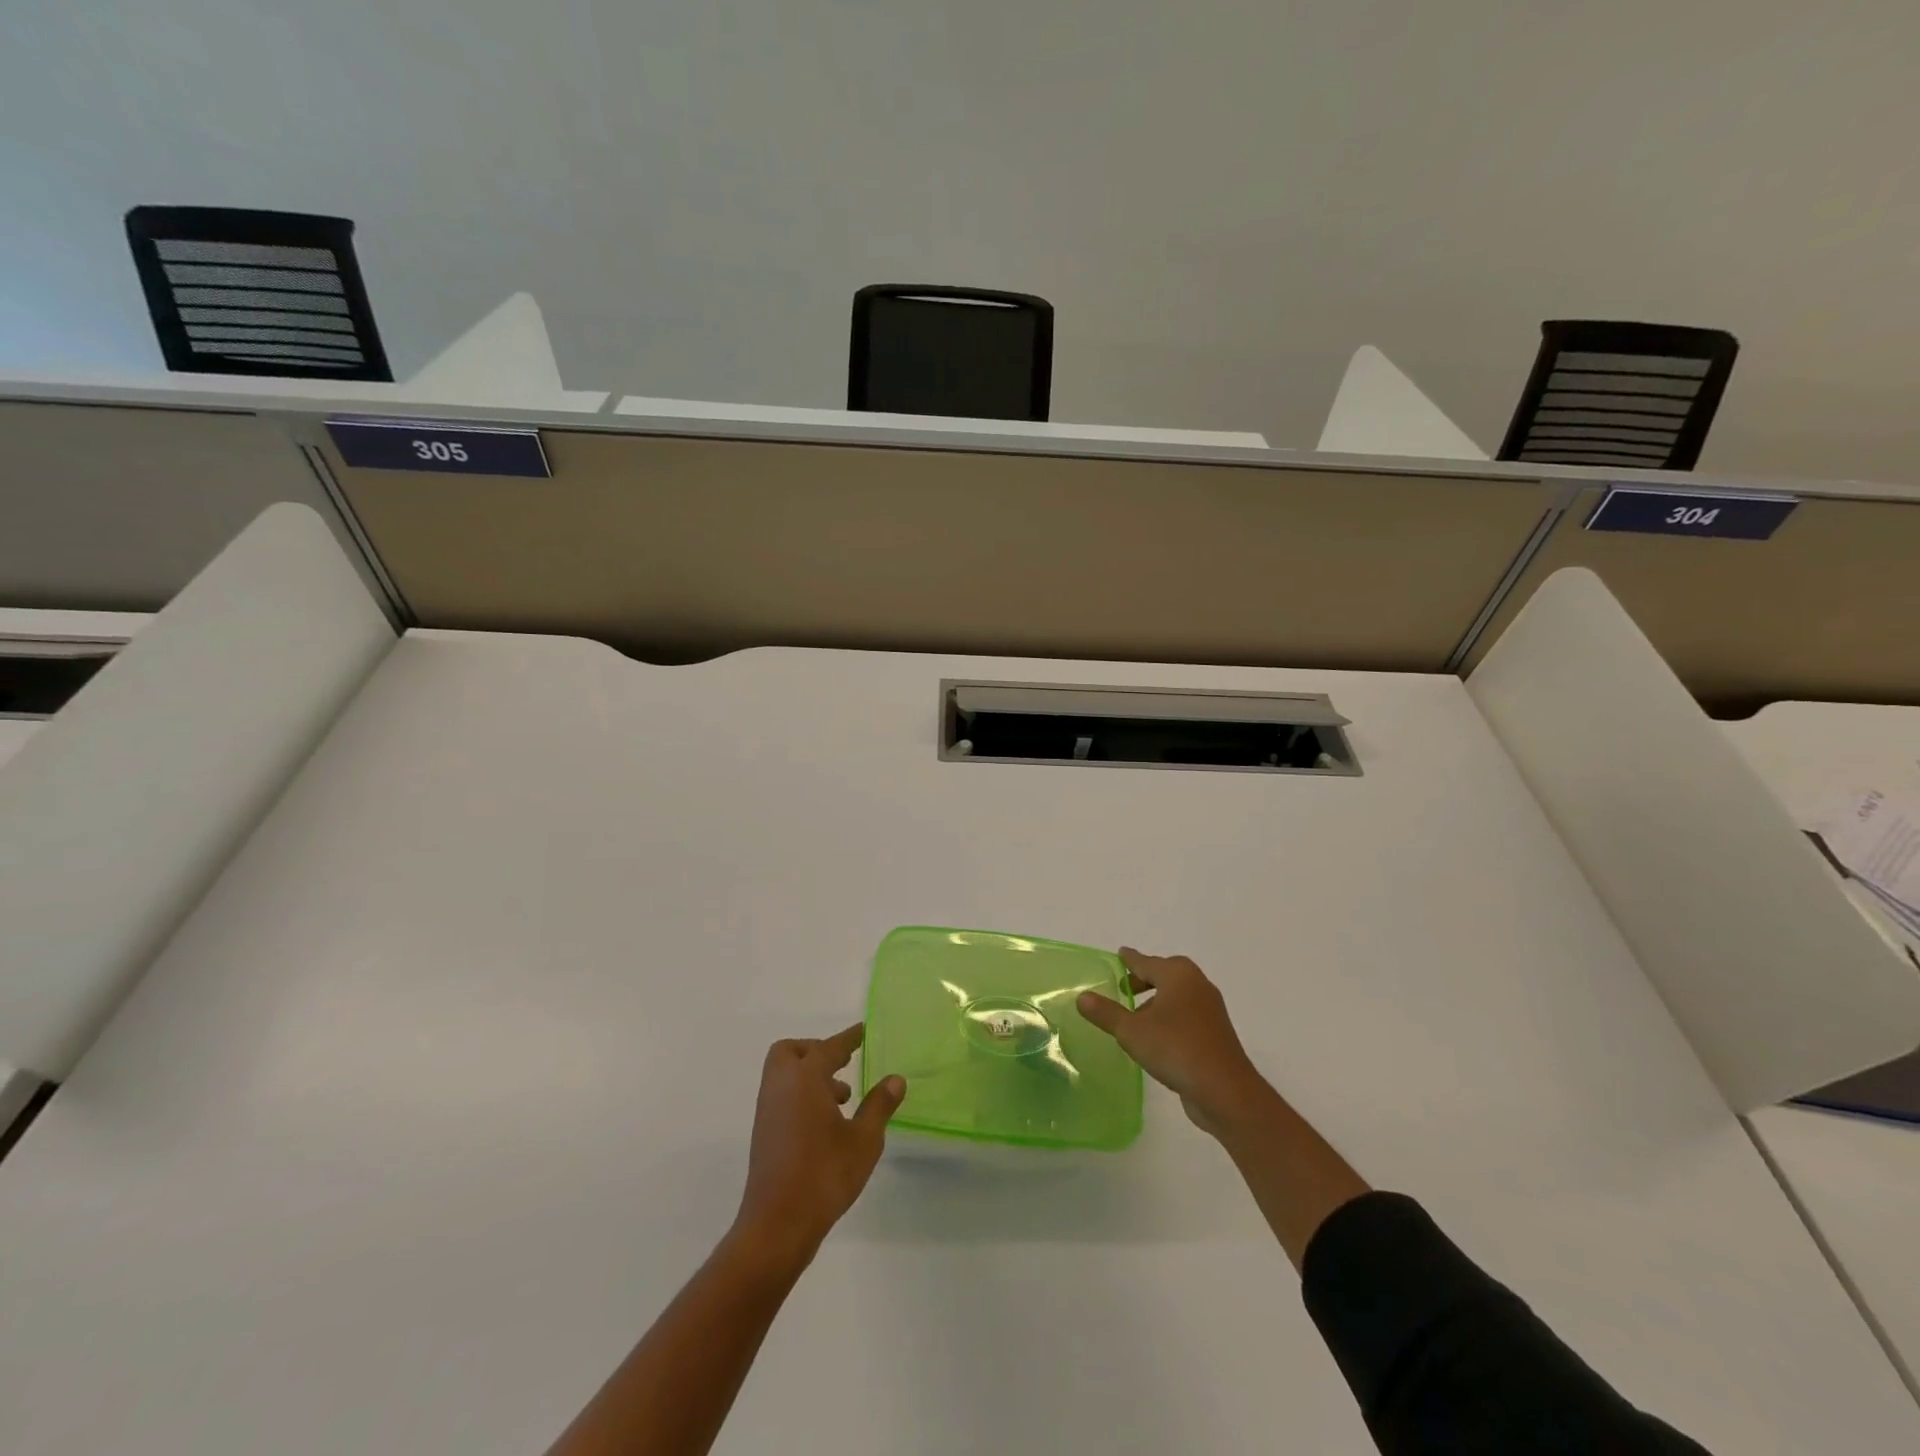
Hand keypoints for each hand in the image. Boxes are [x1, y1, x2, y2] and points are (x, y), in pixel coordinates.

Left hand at [732, 1024, 905, 1265]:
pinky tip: (825, 1122)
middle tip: (843, 1064)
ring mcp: (768, 1110)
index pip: (829, 1047)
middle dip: (816, 1051)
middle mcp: (781, 1086)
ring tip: (843, 1098)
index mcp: (805, 1078)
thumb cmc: (824, 1174)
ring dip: (810, 1075)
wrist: (777, 1225)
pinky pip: (782, 1095)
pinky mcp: (764, 1133)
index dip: (849, 1038)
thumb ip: (879, 1105)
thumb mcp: (864, 1140)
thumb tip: (895, 1080)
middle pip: (791, 1051)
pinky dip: (801, 1094)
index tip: (863, 1030)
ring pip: (784, 1074)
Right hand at [1078, 948, 1272, 1139]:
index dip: (1130, 960)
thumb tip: (1082, 997)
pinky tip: (1156, 1036)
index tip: (1120, 953)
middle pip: (1166, 974)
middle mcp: (1196, 985)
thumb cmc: (1175, 1049)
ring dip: (1157, 1000)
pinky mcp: (1215, 1032)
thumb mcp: (1131, 1031)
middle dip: (1145, 978)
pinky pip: (1186, 1014)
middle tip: (1124, 987)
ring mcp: (1210, 1009)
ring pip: (1178, 995)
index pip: (1146, 962)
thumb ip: (1106, 1013)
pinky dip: (1170, 1016)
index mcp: (1178, 975)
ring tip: (1135, 1016)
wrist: (1225, 1090)